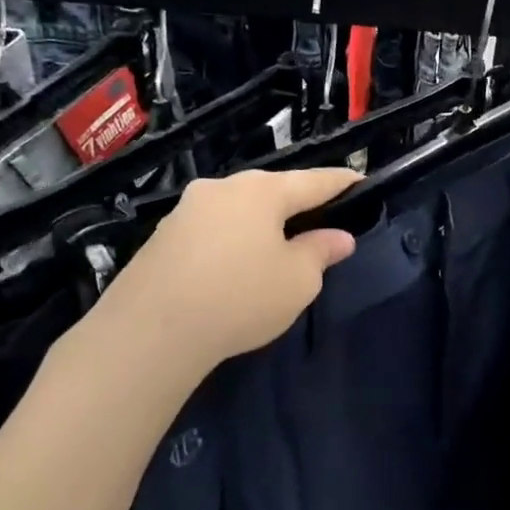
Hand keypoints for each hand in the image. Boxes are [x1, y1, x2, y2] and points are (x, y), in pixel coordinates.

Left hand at [100, 167, 360, 371]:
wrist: (151, 330)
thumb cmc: (240, 297)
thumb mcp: (298, 280)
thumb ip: (321, 252)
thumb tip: (339, 237)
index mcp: (262, 191)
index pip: (313, 181)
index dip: (340, 182)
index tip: (359, 179)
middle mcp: (222, 188)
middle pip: (271, 190)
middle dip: (297, 203)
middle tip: (319, 220)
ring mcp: (187, 210)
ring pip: (239, 209)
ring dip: (262, 223)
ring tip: (277, 246)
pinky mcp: (163, 236)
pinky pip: (213, 229)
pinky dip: (234, 240)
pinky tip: (236, 266)